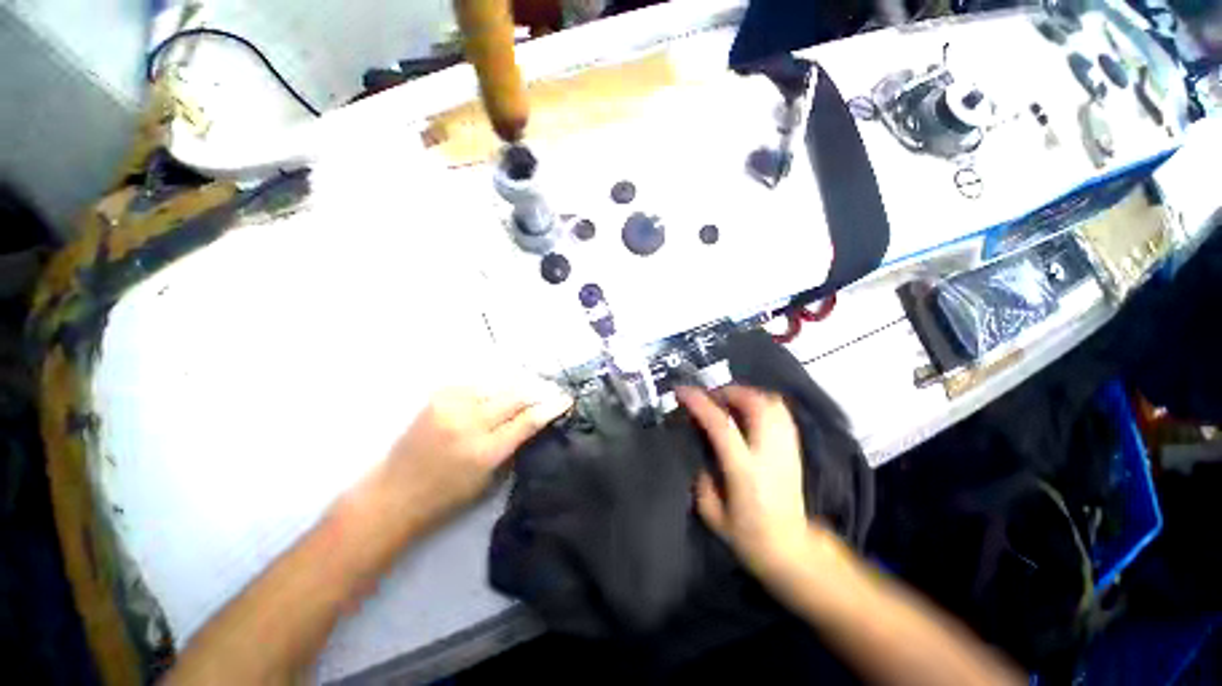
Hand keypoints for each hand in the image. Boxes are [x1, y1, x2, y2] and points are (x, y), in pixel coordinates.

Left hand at [380, 385, 572, 528]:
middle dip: (540, 390)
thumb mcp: (489, 478)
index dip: (551, 407)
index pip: (528, 420)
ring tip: (535, 383)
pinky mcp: (440, 395)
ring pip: (499, 384)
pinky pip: (479, 382)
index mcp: (485, 451)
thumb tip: (535, 421)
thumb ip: (514, 447)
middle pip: (516, 395)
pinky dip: (497, 383)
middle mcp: (470, 422)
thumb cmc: (446, 496)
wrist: (394, 491)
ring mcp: (452, 405)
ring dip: (521, 383)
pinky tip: (506, 385)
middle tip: (554, 389)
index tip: (567, 399)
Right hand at [677, 385, 811, 578]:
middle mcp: (769, 452)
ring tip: (729, 402)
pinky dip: (763, 403)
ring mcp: (786, 448)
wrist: (793, 551)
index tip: (682, 391)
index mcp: (745, 469)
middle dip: (729, 391)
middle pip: (755, 404)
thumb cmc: (751, 537)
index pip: (721, 424)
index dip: (700, 403)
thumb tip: (704, 463)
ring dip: (747, 394)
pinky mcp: (794, 449)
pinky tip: (749, 413)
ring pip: (773, 404)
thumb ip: (703, 484)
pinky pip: (781, 413)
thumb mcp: (713, 516)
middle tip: (710, 397)